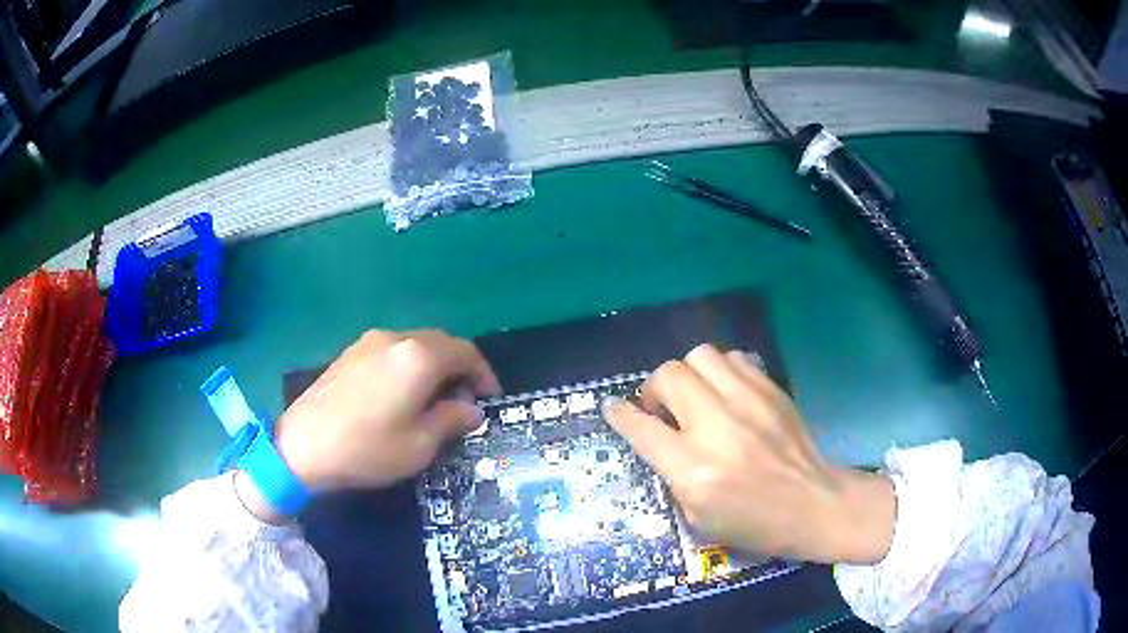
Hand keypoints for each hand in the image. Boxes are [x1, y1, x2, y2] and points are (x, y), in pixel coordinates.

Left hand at [273, 329, 499, 491]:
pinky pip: (392, 350)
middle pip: (441, 343)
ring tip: (434, 398)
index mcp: (418, 358)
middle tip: (464, 400)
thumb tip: (470, 409)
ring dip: (433, 365)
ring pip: (415, 344)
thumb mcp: (420, 444)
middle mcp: (396, 339)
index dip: (483, 374)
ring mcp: (369, 342)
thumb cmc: (368, 449)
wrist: (302, 446)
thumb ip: (451, 420)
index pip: (465, 352)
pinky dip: (409, 365)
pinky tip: (401, 394)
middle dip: (459, 368)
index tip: (489, 398)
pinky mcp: (350, 352)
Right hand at [604, 344, 894, 564]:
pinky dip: (721, 371)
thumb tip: (657, 439)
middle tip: (663, 409)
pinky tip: (727, 392)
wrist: (816, 504)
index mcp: (694, 470)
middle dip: (654, 389)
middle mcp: (717, 427)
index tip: (613, 408)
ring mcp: (748, 401)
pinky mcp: (771, 389)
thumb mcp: (699, 517)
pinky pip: (734, 359)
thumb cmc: (756, 523)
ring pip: (700, 355)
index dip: (620, 415)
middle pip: (668, 376)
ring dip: (689, 375)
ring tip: (696, 397)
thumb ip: (673, 474)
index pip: (642, 428)